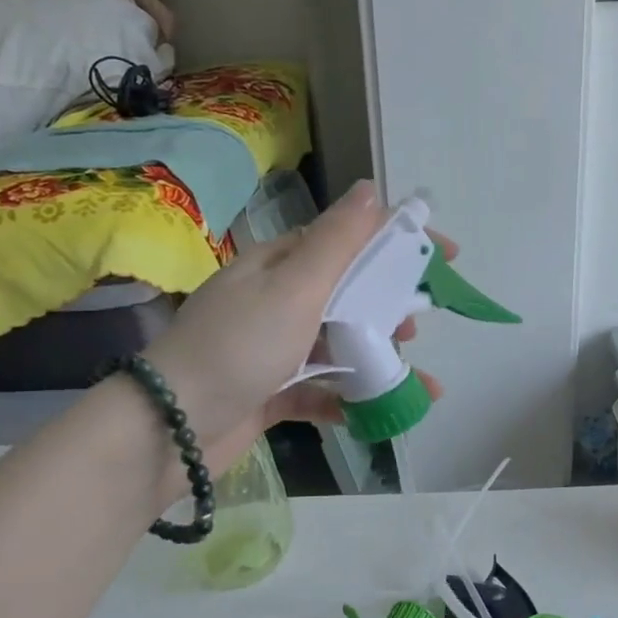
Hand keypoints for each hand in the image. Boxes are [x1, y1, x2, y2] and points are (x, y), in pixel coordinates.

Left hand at [140, 181, 444, 472]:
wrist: (171, 428)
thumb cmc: (239, 348)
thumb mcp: (294, 287)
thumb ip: (336, 242)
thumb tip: (371, 189)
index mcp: (279, 265)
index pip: (348, 240)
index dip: (399, 243)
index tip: (447, 257)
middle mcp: (276, 301)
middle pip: (348, 294)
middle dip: (389, 308)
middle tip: (415, 329)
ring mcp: (273, 349)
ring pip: (339, 345)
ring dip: (378, 358)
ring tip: (411, 378)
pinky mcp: (271, 392)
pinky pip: (322, 389)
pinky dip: (351, 397)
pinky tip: (377, 412)